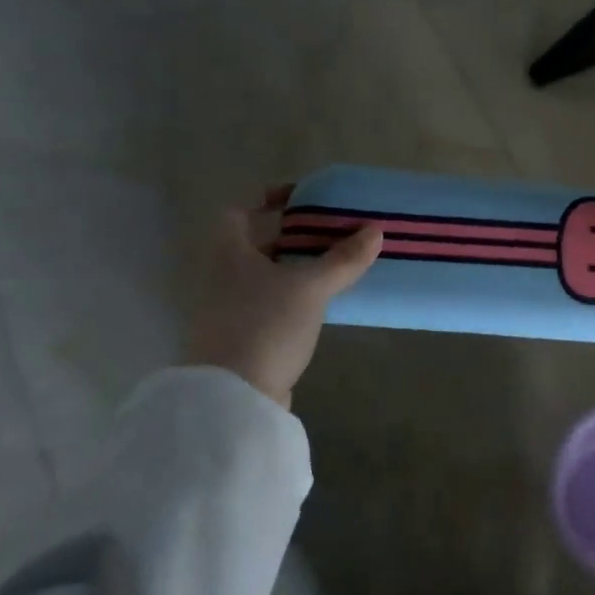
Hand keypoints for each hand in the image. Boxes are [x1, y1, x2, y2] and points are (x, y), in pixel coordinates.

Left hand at [184, 186, 381, 408]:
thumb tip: (375, 231)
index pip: (240, 210)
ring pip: (262, 274)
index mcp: (227, 251)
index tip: (303, 197)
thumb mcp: (310, 287)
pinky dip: (290, 294)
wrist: (233, 397)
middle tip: (329, 230)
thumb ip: (343, 259)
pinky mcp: (238, 336)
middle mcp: (219, 275)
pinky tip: (318, 301)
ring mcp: (225, 308)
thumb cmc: (265, 325)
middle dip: (290, 234)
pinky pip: (267, 302)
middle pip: (254, 242)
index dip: (269, 198)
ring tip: (332, 262)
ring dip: (293, 266)